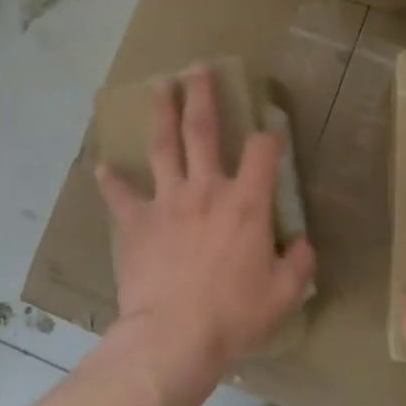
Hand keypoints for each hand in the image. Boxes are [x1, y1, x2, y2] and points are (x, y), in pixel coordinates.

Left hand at [95, 66, 315, 373]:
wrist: (173, 337)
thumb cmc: (234, 315)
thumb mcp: (283, 294)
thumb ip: (299, 263)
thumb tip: (302, 244)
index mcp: (246, 203)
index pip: (264, 152)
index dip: (272, 134)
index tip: (273, 128)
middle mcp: (206, 189)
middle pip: (203, 130)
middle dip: (202, 95)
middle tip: (197, 68)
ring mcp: (167, 202)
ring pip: (163, 147)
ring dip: (161, 114)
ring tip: (159, 87)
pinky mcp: (137, 223)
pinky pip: (121, 197)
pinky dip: (112, 181)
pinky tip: (103, 167)